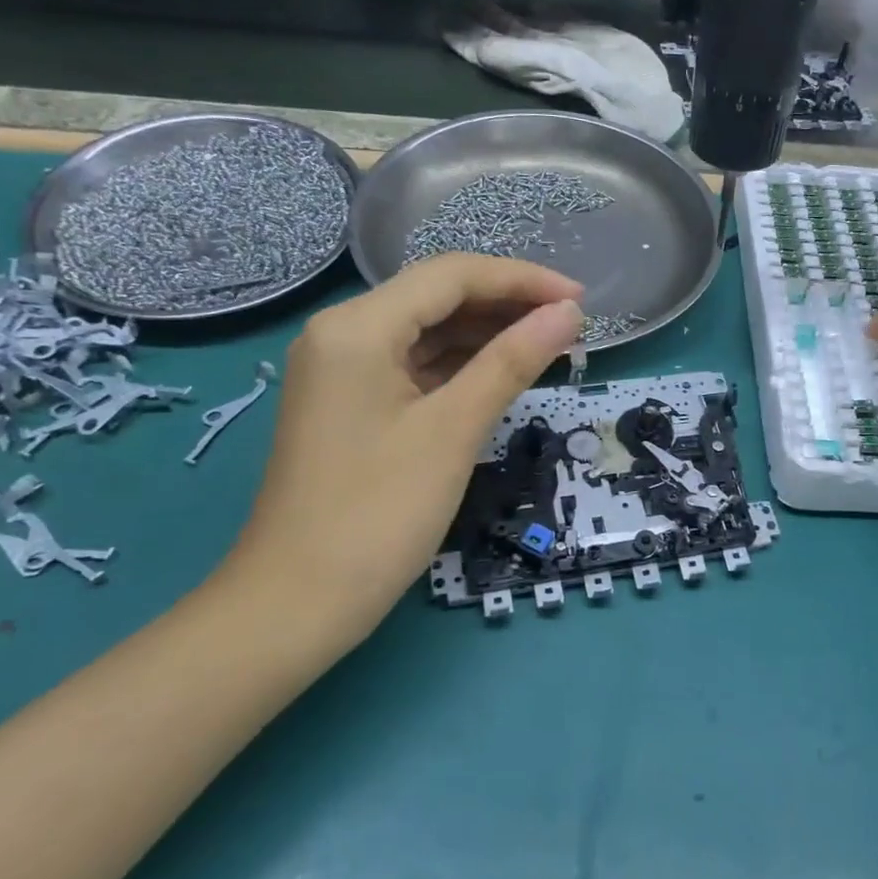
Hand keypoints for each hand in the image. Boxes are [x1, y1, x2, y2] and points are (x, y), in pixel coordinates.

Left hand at [223, 255, 582, 633]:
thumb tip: (569, 314)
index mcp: (358, 327)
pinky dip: (462, 366)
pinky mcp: (353, 404)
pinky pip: (416, 366)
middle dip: (508, 305)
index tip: (581, 300)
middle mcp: (344, 334)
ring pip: (429, 332)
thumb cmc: (378, 512)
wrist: (297, 603)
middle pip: (438, 297)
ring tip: (551, 345)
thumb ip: (512, 361)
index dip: (522, 279)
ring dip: (489, 334)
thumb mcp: (453, 430)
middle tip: (572, 326)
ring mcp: (344, 371)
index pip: (452, 275)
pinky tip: (504, 373)